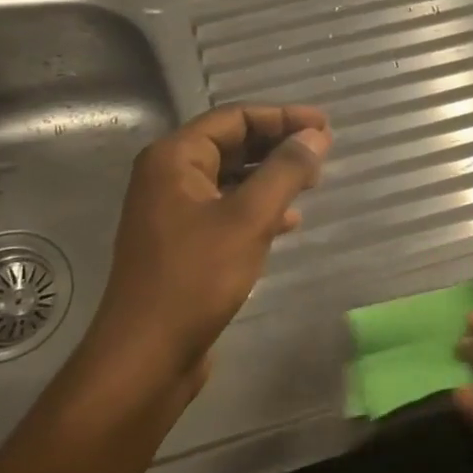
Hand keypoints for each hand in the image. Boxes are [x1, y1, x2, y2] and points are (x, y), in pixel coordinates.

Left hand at [81, 103, 330, 383]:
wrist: (147, 354)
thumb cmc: (196, 278)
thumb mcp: (249, 219)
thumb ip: (285, 172)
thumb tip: (316, 136)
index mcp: (174, 159)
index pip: (234, 118)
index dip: (282, 117)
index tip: (325, 126)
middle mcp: (168, 177)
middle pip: (231, 145)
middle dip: (277, 145)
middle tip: (322, 152)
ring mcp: (173, 212)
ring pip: (231, 179)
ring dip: (271, 176)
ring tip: (312, 182)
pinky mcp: (183, 244)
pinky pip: (226, 210)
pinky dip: (258, 208)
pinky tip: (288, 222)